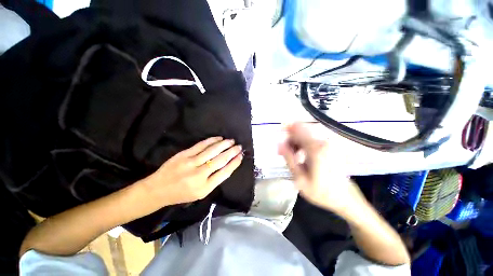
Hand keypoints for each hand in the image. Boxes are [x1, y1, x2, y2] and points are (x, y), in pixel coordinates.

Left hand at [141, 137, 242, 206]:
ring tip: (231, 141)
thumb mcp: (201, 193)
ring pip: (212, 151)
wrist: (158, 190)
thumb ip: (214, 180)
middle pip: (220, 160)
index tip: (241, 156)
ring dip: (224, 144)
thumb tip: (227, 165)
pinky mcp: (184, 155)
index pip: (225, 173)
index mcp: (205, 188)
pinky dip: (211, 141)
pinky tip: (219, 138)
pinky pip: (201, 145)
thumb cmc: (181, 194)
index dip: (234, 163)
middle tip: (239, 146)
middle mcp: (199, 175)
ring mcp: (191, 163)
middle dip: (232, 152)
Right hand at [278, 123, 363, 213]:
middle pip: (301, 130)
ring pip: (306, 134)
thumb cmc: (321, 191)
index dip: (286, 129)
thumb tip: (279, 144)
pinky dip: (304, 144)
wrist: (345, 198)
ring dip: (296, 143)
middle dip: (290, 139)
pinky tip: (302, 156)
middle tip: (284, 153)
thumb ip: (289, 158)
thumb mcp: (299, 178)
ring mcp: (329, 143)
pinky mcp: (331, 147)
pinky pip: (312, 139)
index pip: (297, 128)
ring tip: (294, 157)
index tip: (280, 138)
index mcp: (316, 148)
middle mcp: (323, 142)